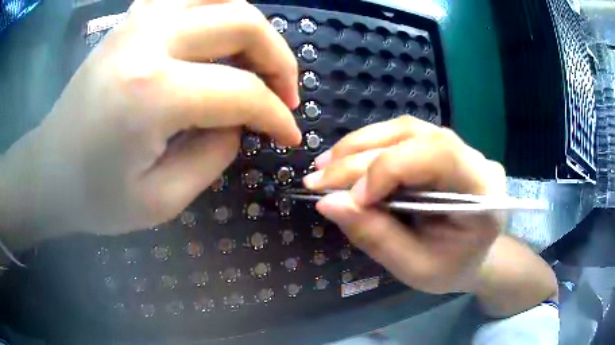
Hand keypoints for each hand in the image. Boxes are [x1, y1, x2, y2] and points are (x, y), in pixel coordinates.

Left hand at [0, 0, 300, 241]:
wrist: (48, 171)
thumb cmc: (95, 198)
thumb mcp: (162, 200)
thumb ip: (214, 154)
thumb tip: (240, 120)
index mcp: (152, 93)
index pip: (241, 92)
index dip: (276, 116)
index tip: (290, 135)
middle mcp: (149, 39)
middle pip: (244, 23)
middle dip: (279, 60)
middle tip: (284, 94)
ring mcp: (139, 20)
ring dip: (252, 28)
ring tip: (256, 62)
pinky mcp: (131, 19)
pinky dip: (218, 8)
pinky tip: (219, 36)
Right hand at [303, 116, 505, 293]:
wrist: (472, 256)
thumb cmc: (451, 268)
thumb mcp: (415, 267)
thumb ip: (376, 236)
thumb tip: (329, 203)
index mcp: (483, 193)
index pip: (438, 155)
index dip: (389, 169)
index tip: (351, 199)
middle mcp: (474, 159)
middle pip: (415, 137)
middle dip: (361, 157)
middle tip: (317, 180)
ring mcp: (458, 147)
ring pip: (404, 130)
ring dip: (359, 146)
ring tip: (326, 167)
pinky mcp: (439, 147)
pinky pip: (401, 136)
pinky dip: (369, 147)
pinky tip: (345, 161)